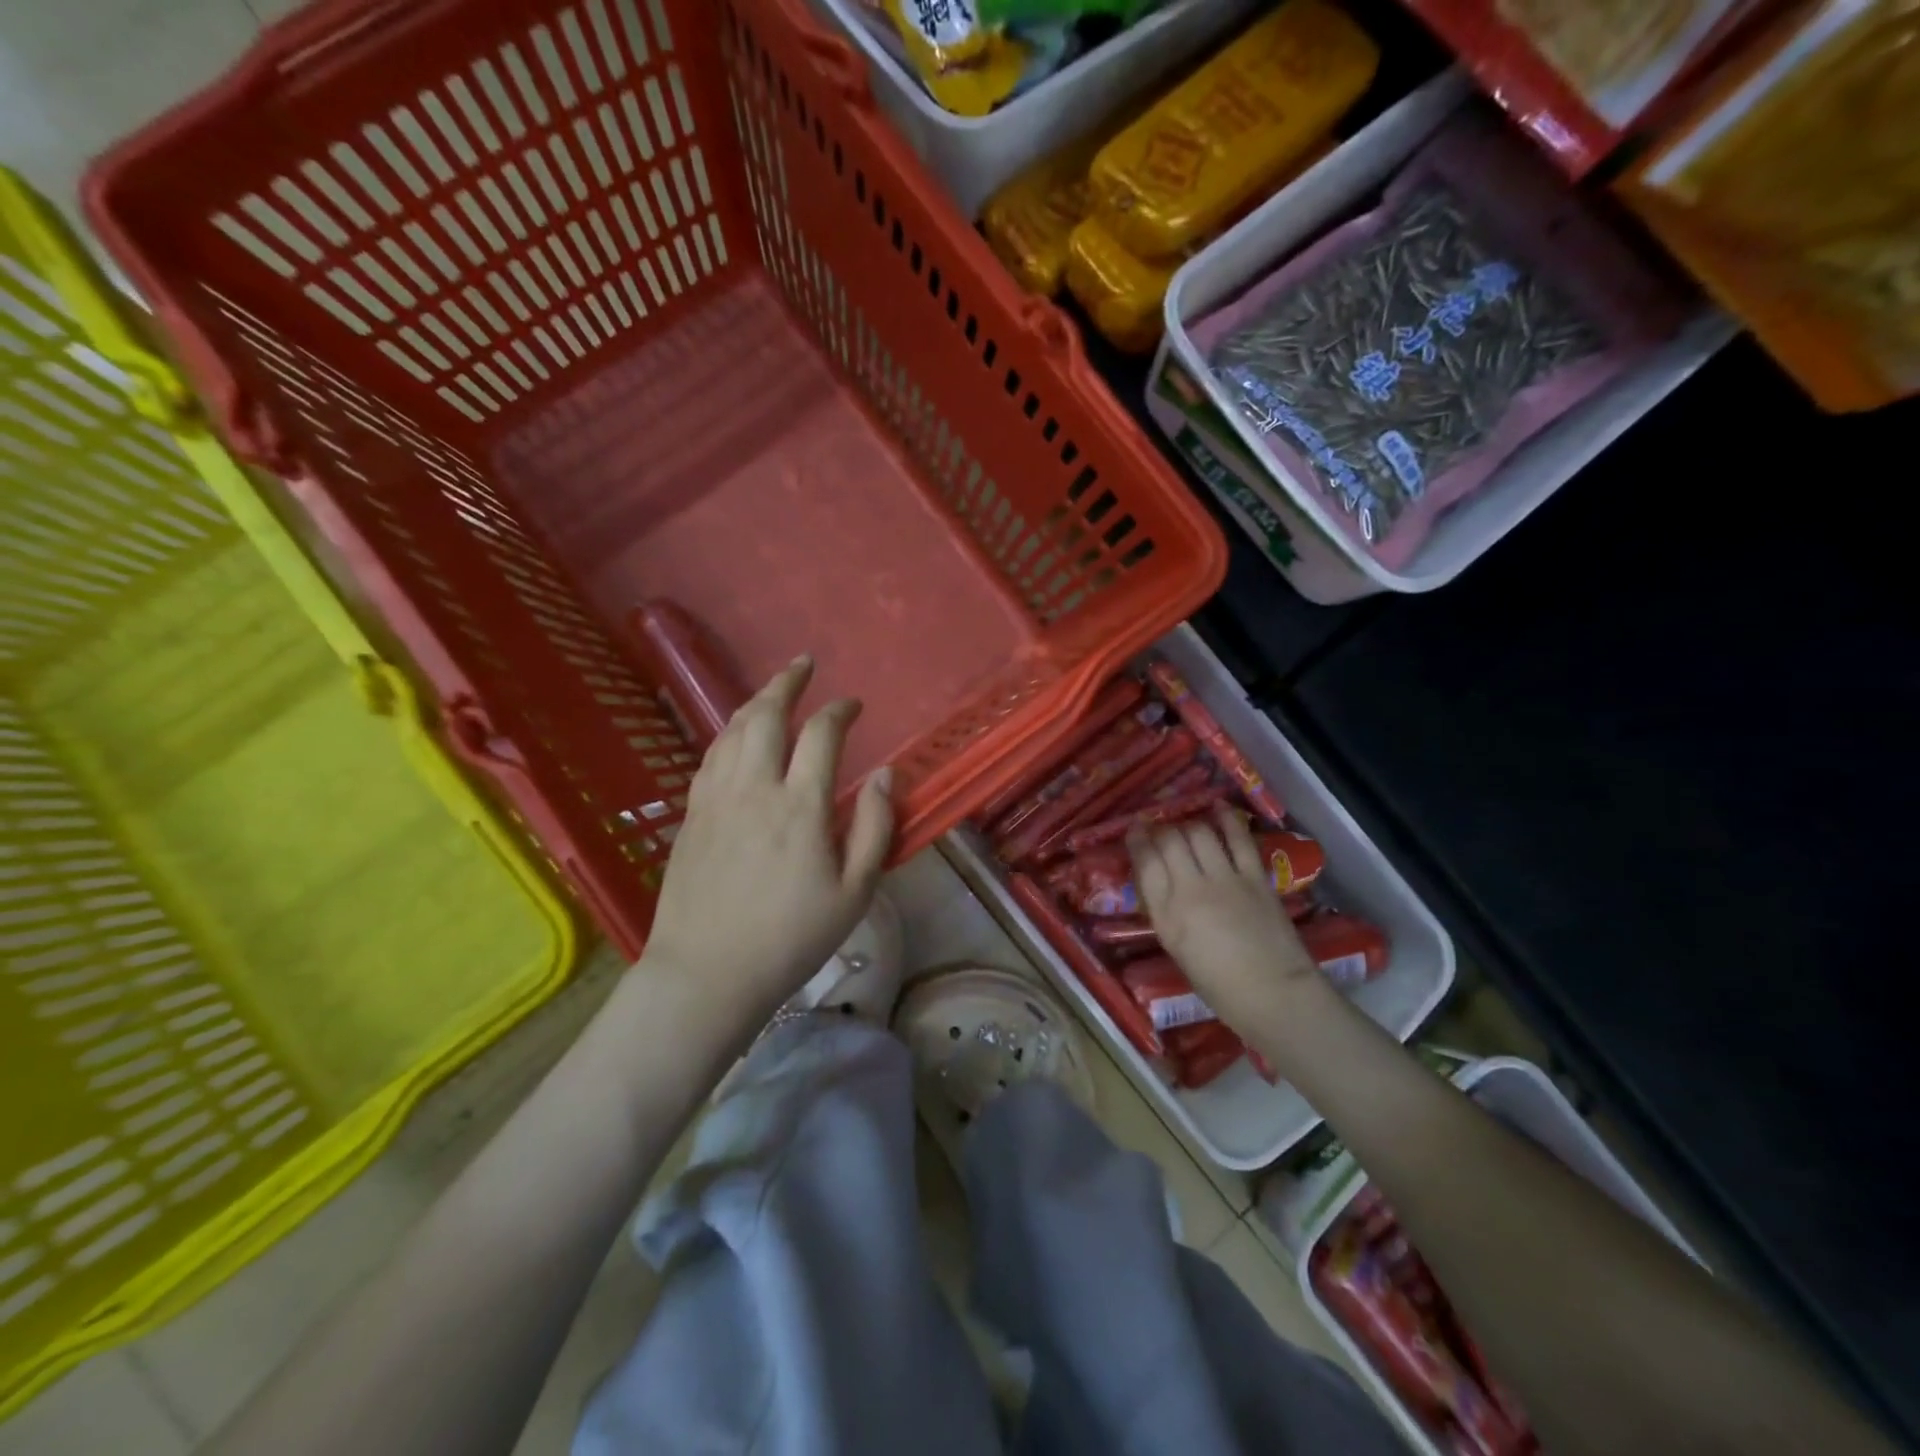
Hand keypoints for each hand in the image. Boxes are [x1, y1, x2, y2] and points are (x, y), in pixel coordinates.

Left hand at [637, 655, 893, 1033]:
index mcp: (800, 805)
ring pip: (733, 730)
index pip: (822, 734)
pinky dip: (729, 732)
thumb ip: (874, 827)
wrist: (708, 973)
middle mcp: (755, 788)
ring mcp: (717, 798)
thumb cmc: (791, 937)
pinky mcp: (692, 815)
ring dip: (756, 701)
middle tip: (804, 664)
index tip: (853, 705)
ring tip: (773, 689)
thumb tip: (883, 775)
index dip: (839, 711)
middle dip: (788, 683)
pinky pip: (711, 756)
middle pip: (768, 715)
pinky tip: (736, 734)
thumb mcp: (855, 892)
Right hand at [1127, 807, 1319, 1032]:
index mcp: (1166, 915)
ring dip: (1189, 825)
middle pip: (1170, 841)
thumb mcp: (1176, 946)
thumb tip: (1160, 880)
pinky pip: (1238, 839)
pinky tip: (1218, 809)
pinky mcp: (1254, 877)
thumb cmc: (1218, 984)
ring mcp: (1224, 880)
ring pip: (1199, 833)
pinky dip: (1227, 820)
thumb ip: (1165, 909)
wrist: (1273, 994)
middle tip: (1161, 830)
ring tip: (1187, 828)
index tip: (1134, 830)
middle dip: (1161, 829)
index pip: (1145, 862)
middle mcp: (1190, 890)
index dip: (1137, 840)